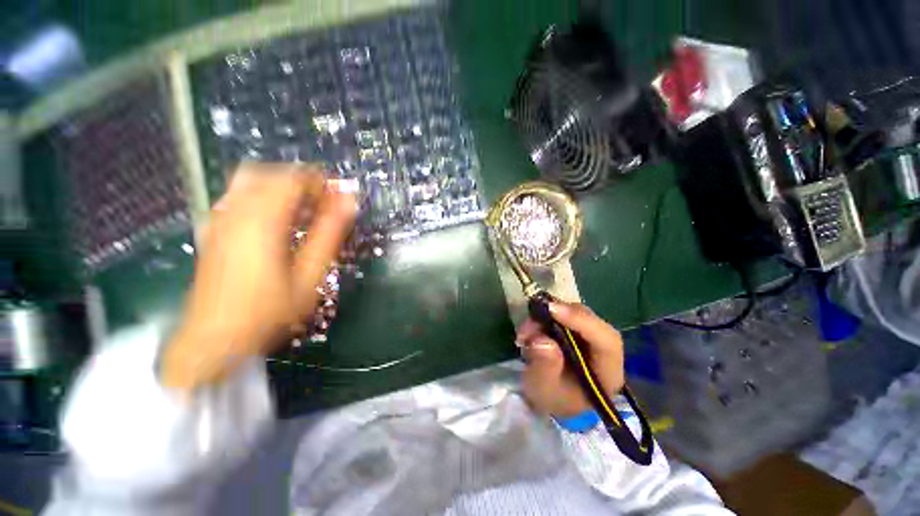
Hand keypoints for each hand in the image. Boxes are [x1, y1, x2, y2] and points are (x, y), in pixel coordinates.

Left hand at [161, 164, 356, 391]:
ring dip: (283, 188)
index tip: (340, 196)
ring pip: (252, 181)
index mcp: (263, 220)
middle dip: (303, 183)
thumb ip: (330, 234)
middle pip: (271, 173)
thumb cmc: (269, 311)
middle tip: (325, 204)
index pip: (293, 178)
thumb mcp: (310, 275)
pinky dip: (263, 197)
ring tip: (305, 211)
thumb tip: (349, 201)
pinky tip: (277, 220)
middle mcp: (236, 210)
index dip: (321, 182)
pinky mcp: (213, 229)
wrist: (213, 339)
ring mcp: (219, 218)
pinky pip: (239, 196)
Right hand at [517, 301, 624, 417]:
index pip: (606, 340)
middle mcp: (604, 350)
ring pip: (574, 312)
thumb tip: (542, 339)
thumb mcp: (543, 390)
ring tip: (525, 331)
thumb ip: (545, 367)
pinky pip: (564, 313)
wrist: (551, 398)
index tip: (552, 310)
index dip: (581, 321)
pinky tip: (530, 329)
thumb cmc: (551, 398)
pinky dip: (545, 317)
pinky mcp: (578, 329)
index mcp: (608, 372)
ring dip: (547, 316)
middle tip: (529, 324)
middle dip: (557, 316)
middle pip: (590, 320)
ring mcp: (591, 336)